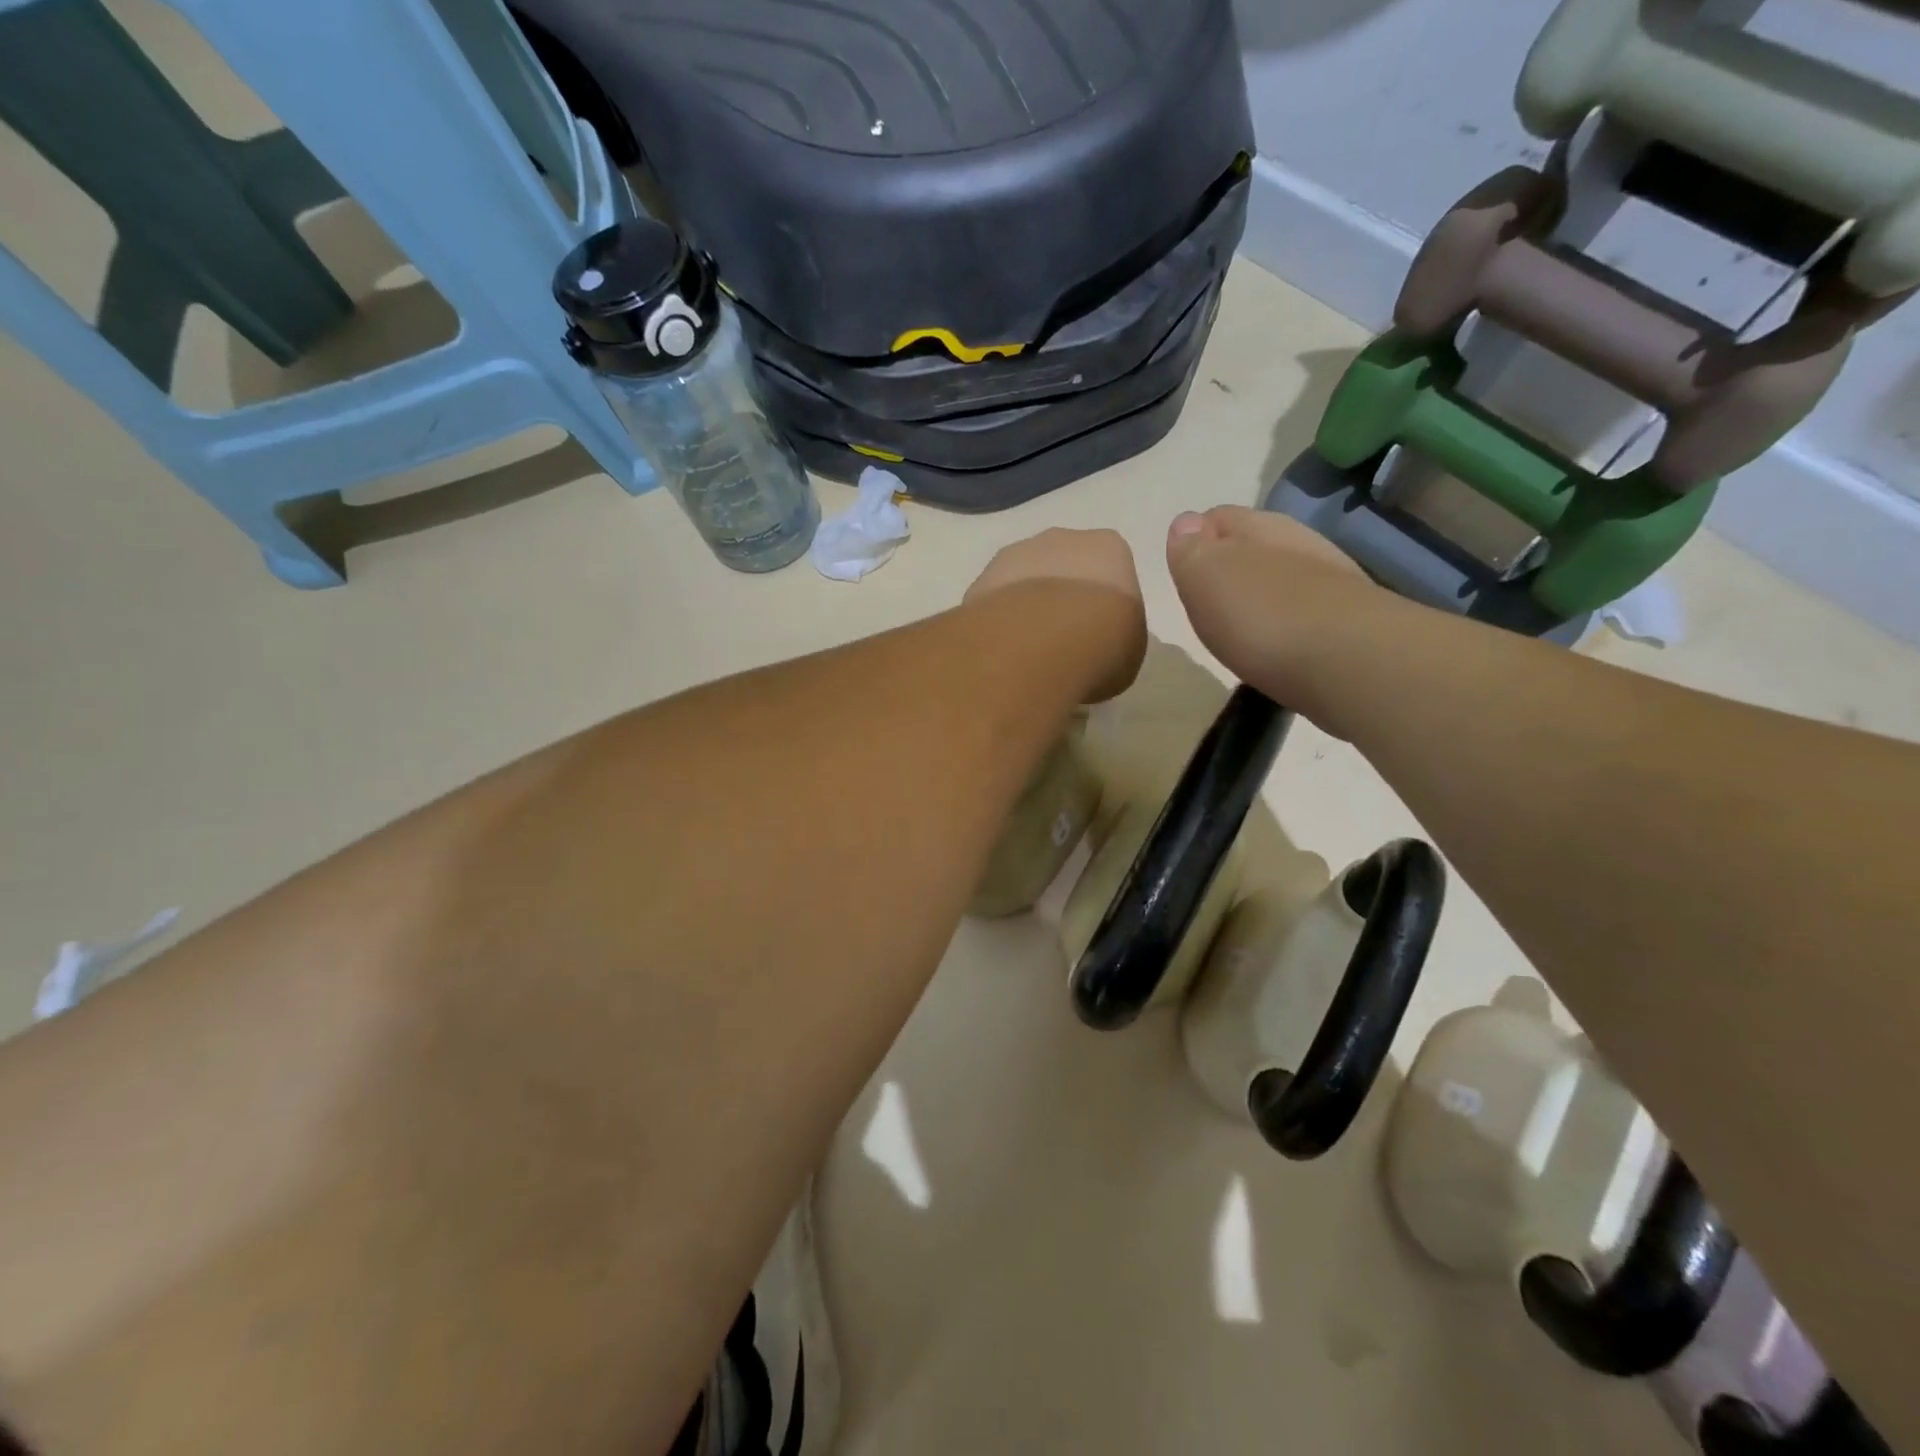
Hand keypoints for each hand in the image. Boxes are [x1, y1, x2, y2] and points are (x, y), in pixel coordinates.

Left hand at [967, 527, 1145, 701]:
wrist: (1043, 641)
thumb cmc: (1104, 643)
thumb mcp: (1130, 649)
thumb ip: (1115, 635)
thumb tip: (1095, 644)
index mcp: (1108, 548)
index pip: (1108, 570)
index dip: (1102, 604)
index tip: (1097, 633)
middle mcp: (1061, 539)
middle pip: (1062, 567)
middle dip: (1060, 598)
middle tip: (1061, 640)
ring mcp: (1015, 555)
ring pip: (1024, 580)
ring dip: (1025, 607)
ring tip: (1028, 650)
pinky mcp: (981, 580)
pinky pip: (995, 602)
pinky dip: (999, 621)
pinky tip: (1003, 650)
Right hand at [1166, 506, 1387, 722]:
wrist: (1351, 663)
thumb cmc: (1263, 615)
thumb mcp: (1206, 576)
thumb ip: (1191, 549)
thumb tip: (1186, 523)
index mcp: (1259, 526)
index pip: (1218, 517)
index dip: (1196, 541)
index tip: (1183, 574)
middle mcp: (1299, 544)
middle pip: (1254, 547)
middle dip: (1230, 569)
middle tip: (1206, 606)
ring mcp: (1331, 582)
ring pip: (1283, 579)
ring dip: (1260, 597)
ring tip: (1239, 631)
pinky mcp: (1349, 623)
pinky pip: (1304, 614)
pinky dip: (1285, 626)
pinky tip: (1277, 648)